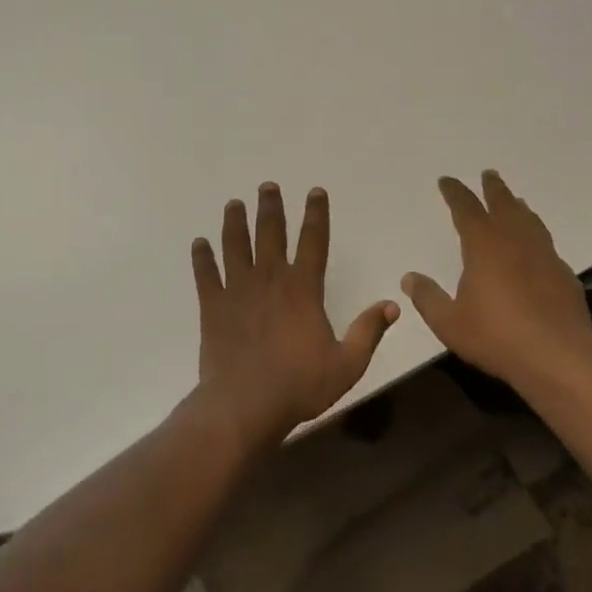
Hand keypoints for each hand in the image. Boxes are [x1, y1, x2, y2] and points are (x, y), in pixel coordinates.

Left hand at [192, 183, 399, 433]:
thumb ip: (369, 332)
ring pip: (236, 247)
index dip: (316, 215)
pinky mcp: (213, 307)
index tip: (315, 192)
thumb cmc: (299, 385)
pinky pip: (206, 275)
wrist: (245, 405)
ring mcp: (238, 291)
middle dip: (270, 208)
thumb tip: (392, 305)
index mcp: (303, 290)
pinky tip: (199, 243)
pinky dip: (202, 258)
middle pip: (270, 234)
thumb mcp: (347, 364)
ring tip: (233, 204)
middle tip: (267, 186)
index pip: (313, 242)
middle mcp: (270, 280)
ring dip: (235, 223)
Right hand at [400, 171, 591, 389]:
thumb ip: (428, 298)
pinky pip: (546, 244)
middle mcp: (516, 243)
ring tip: (515, 200)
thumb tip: (409, 278)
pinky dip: (536, 235)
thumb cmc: (497, 337)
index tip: (447, 181)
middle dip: (494, 189)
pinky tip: (536, 246)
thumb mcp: (450, 323)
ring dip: (518, 207)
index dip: (456, 193)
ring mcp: (545, 257)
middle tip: (489, 174)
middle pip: (504, 205)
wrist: (558, 357)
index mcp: (484, 247)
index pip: (467, 210)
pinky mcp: (564, 275)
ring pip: (530, 221)